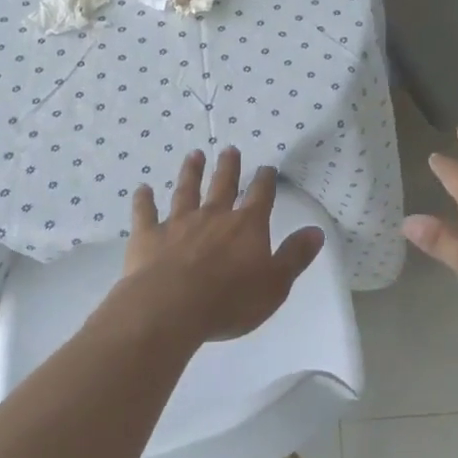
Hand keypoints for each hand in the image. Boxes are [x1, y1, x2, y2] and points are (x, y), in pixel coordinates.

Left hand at [118, 147, 324, 342]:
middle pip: (223, 185)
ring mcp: (178, 223)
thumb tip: (316, 231)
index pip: (260, 196)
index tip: (267, 168)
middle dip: (228, 167)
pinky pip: (145, 213)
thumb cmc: (229, 300)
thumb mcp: (275, 284)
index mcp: (246, 226)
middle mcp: (213, 216)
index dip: (265, 181)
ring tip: (194, 155)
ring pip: (186, 191)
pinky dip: (143, 200)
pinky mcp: (148, 237)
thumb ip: (295, 256)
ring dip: (191, 172)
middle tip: (230, 149)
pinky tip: (142, 189)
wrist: (170, 308)